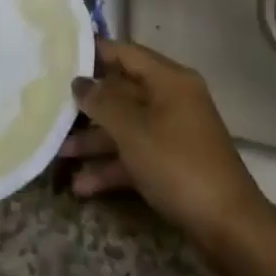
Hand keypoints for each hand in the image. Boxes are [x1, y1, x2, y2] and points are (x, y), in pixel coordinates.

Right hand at [62, 40, 272, 249]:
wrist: (226, 223)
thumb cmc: (177, 164)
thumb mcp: (133, 130)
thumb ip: (102, 102)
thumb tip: (80, 82)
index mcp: (169, 80)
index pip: (126, 53)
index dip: (93, 53)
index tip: (58, 57)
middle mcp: (172, 99)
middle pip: (123, 92)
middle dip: (88, 104)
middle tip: (49, 106)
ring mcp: (173, 132)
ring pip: (126, 126)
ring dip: (94, 140)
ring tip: (58, 153)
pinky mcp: (172, 163)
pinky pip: (135, 155)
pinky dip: (111, 167)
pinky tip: (81, 185)